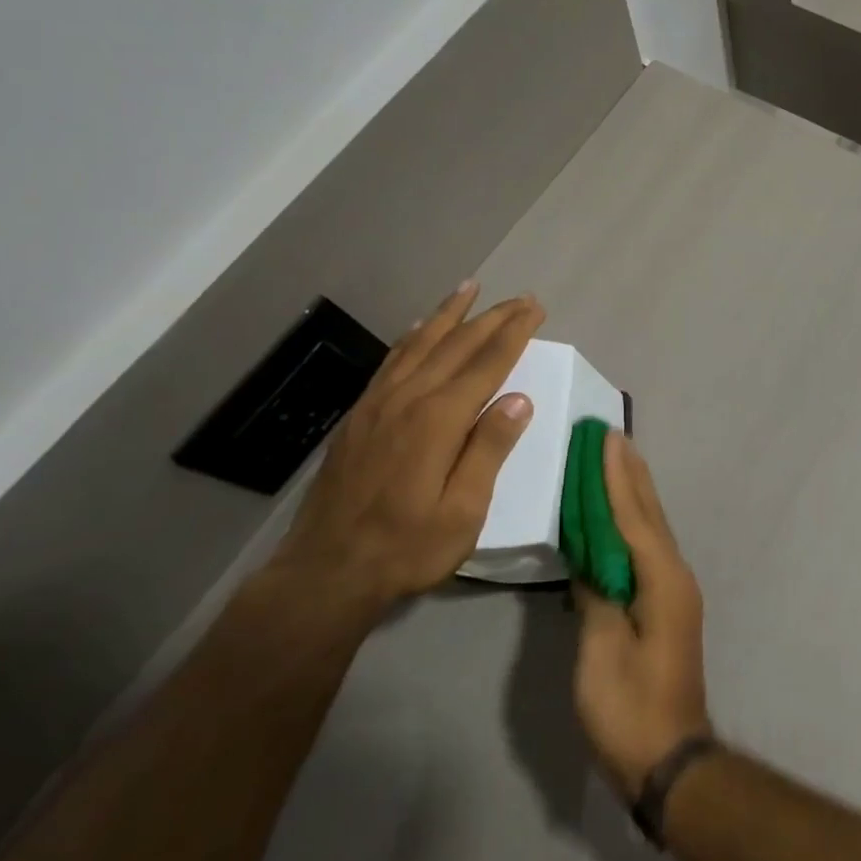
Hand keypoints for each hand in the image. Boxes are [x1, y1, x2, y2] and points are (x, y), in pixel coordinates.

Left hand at [275, 282, 543, 605]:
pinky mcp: (359, 416)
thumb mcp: (463, 511)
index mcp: (438, 420)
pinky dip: (412, 337)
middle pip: (456, 345)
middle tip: (519, 297)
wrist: (325, 572)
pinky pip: (391, 361)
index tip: (535, 309)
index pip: (486, 364)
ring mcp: (377, 404)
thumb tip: (519, 399)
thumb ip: (489, 450)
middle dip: (491, 317)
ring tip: (469, 288)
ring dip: (449, 314)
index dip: (514, 333)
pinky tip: (419, 329)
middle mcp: (407, 399)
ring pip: (419, 344)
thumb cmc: (406, 547)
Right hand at [573, 432, 712, 798]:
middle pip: (649, 513)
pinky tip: (620, 516)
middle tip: (612, 435)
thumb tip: (590, 557)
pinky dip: (632, 522)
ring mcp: (674, 589)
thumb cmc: (629, 707)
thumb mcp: (601, 651)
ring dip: (633, 492)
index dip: (617, 477)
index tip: (606, 438)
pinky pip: (647, 548)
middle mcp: (674, 574)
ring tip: (618, 459)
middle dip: (630, 474)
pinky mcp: (666, 604)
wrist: (669, 758)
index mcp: (661, 579)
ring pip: (651, 528)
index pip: (634, 516)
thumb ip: (596, 595)